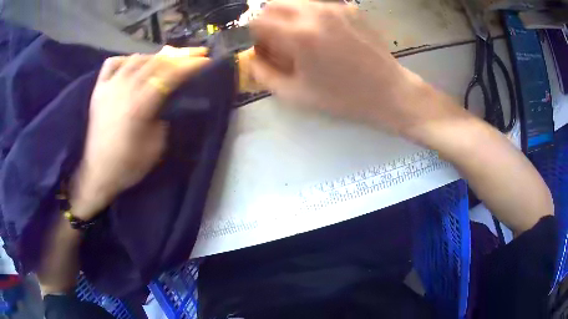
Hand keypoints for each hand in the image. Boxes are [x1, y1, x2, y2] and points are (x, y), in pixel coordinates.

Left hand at [71, 47, 210, 219]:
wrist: (98, 174)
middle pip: (155, 62)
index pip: (169, 76)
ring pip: (136, 59)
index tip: (206, 60)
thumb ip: (163, 116)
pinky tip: (133, 64)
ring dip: (155, 57)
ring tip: (167, 61)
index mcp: (139, 105)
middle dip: (179, 56)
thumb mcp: (156, 146)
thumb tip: (166, 99)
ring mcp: (109, 87)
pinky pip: (112, 63)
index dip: (190, 66)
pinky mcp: (98, 90)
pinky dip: (126, 59)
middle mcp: (124, 89)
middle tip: (195, 53)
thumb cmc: (129, 165)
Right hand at [250, 0, 462, 134]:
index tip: (263, 49)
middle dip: (267, 21)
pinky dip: (309, 15)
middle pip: (273, 4)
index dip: (254, 36)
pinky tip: (322, 34)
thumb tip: (252, 59)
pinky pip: (317, 4)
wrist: (389, 91)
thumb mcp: (297, 94)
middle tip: (277, 41)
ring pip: (295, 1)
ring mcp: (335, 7)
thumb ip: (265, 74)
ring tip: (300, 38)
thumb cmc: (344, 97)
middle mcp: (314, 12)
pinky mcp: (349, 8)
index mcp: (299, 35)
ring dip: (287, 16)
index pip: (257, 21)